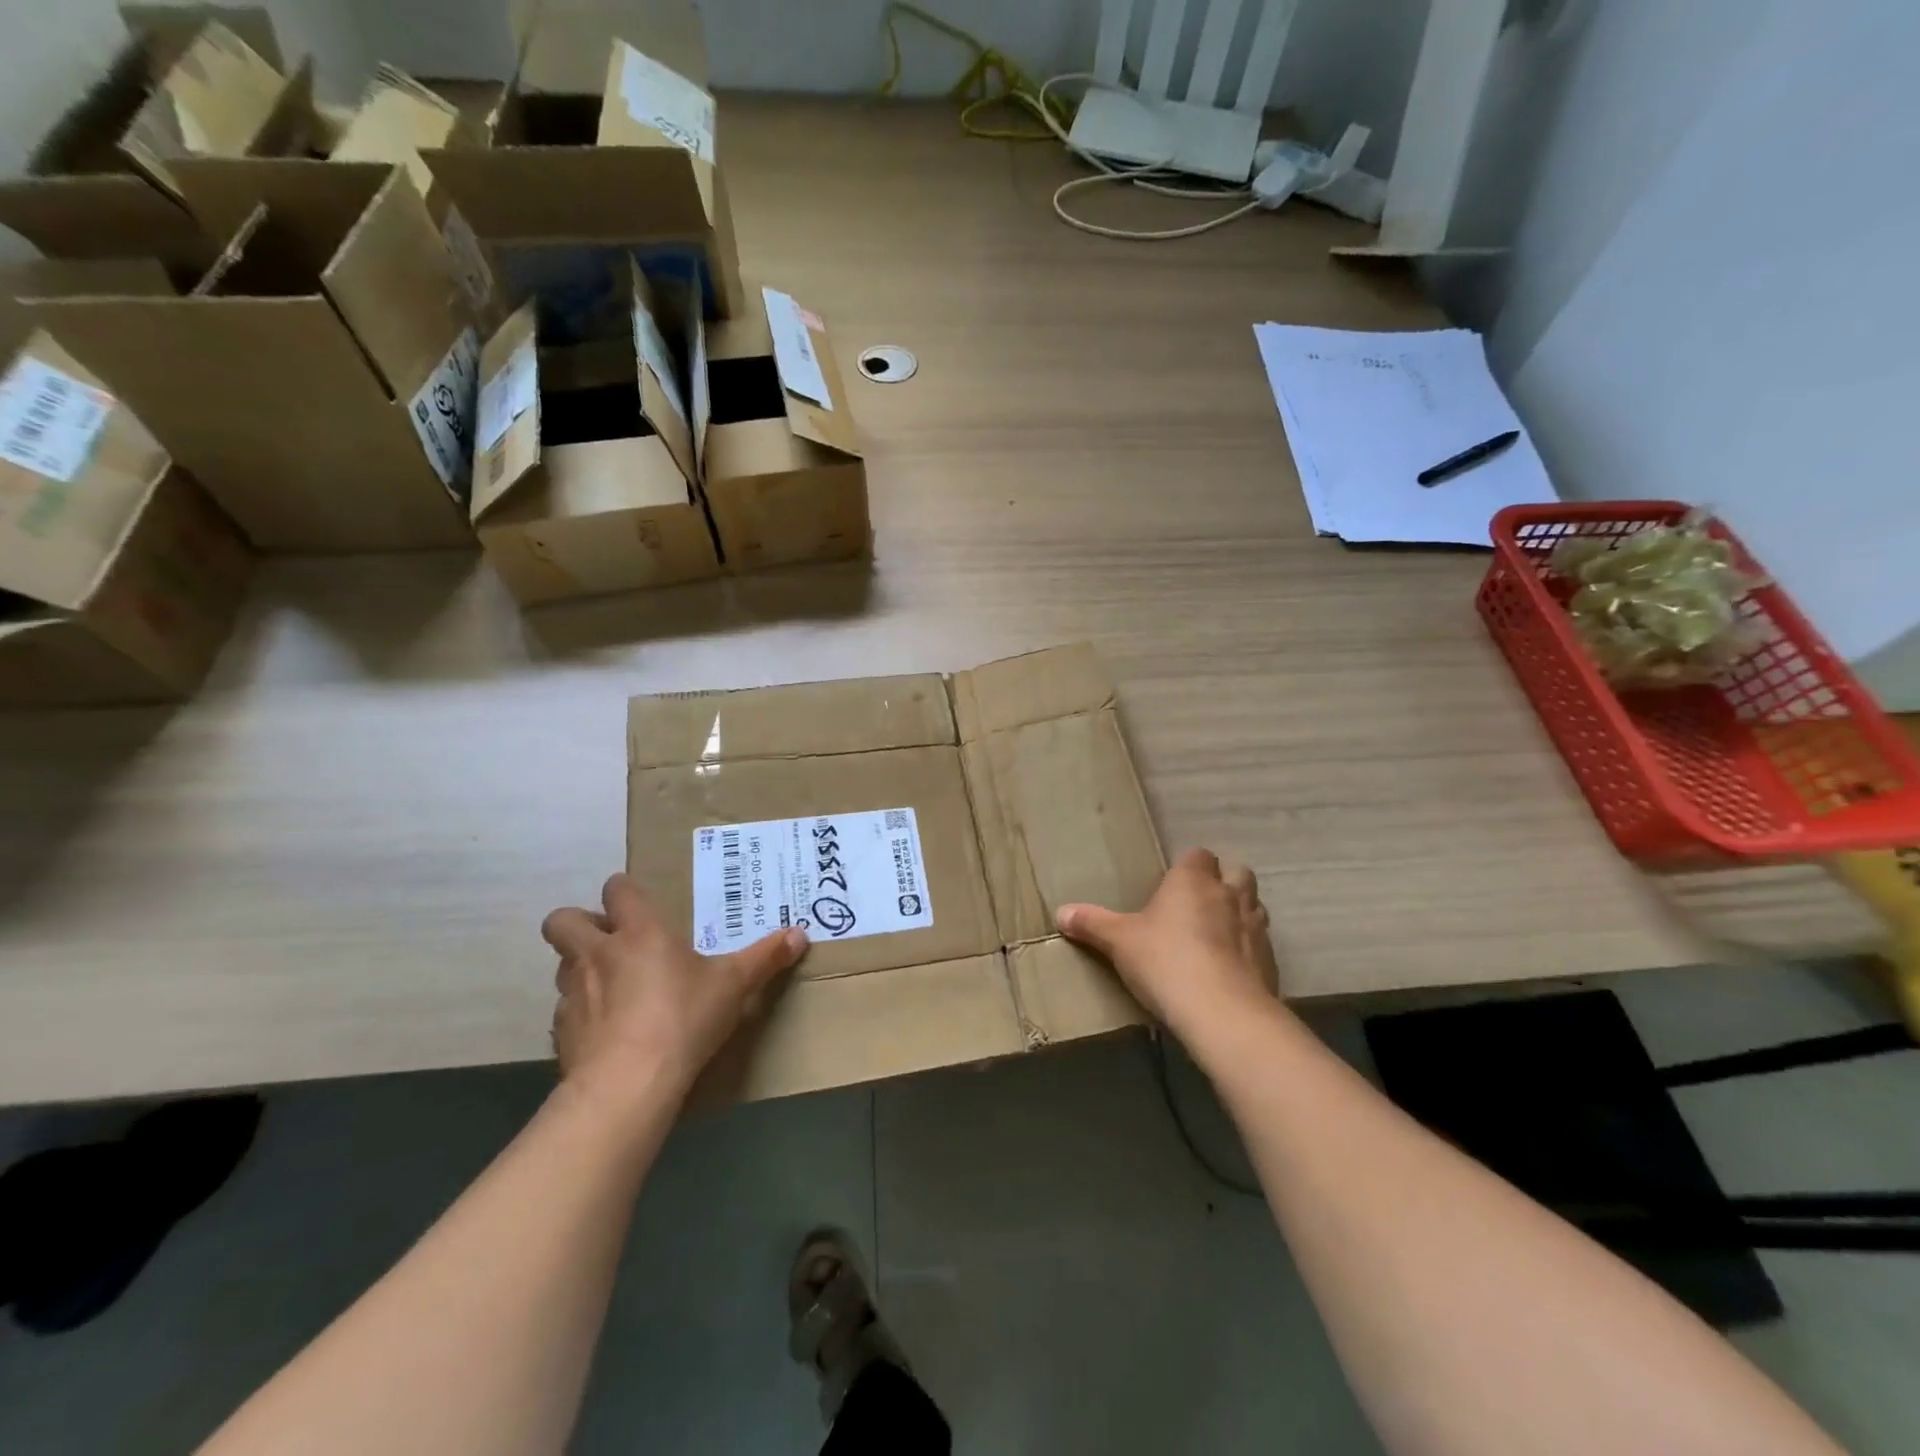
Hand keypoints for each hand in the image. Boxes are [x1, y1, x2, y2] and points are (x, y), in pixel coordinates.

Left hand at [541, 874, 807, 1105]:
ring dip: (579, 967)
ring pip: (561, 964)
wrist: (627, 1084)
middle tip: (611, 940)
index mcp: (639, 932)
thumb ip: (765, 958)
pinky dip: (581, 1014)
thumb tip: (801, 934)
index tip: (639, 905)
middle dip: (580, 923)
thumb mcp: (734, 986)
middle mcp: (598, 953)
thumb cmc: (683, 1018)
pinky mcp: (560, 1032)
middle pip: (563, 921)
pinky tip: (606, 1032)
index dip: (624, 892)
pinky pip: (564, 1011)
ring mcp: (572, 993)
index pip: (617, 890)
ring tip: (610, 986)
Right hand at [1056, 849, 1279, 1040]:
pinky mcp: (1271, 962)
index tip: (1171, 884)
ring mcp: (1256, 927)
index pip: (1198, 855)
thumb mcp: (1119, 942)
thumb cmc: (1165, 961)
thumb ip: (1092, 924)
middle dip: (1222, 882)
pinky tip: (1229, 969)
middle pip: (1236, 873)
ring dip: (1239, 914)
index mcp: (1192, 880)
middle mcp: (1229, 894)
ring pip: (1253, 906)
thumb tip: (1061, 912)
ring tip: (1216, 935)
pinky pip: (1260, 945)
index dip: (1188, 866)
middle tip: (1197, 904)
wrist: (1222, 1012)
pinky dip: (1248, 950)